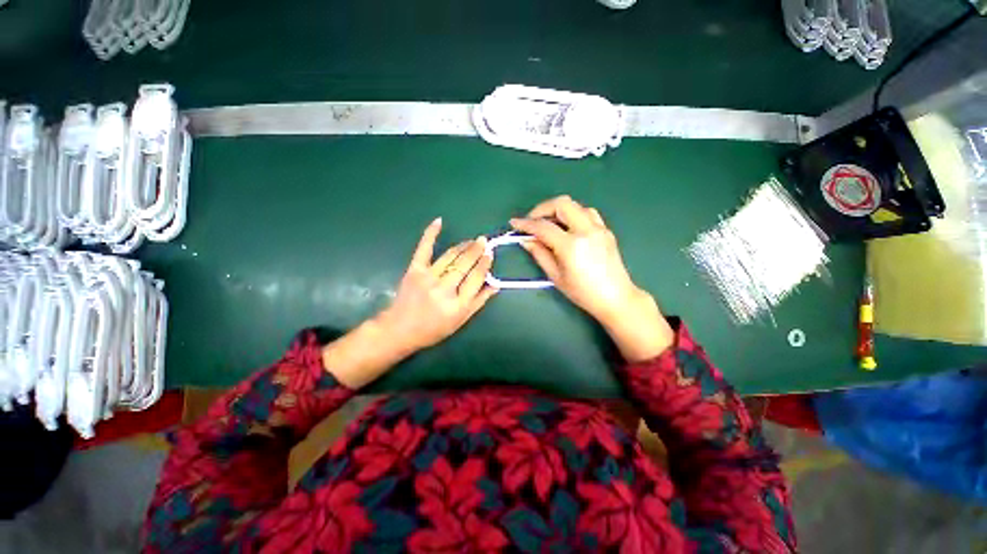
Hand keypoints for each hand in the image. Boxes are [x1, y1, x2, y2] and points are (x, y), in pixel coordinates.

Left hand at [377, 218, 497, 352]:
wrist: (399, 329)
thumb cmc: (433, 329)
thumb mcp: (460, 321)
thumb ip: (478, 302)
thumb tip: (495, 285)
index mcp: (457, 305)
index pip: (476, 278)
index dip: (484, 264)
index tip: (490, 254)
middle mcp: (444, 289)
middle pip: (464, 265)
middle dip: (476, 250)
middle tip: (484, 241)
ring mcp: (428, 278)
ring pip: (450, 256)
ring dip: (463, 245)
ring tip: (472, 240)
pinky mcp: (414, 270)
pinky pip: (424, 248)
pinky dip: (431, 234)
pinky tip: (439, 221)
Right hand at [511, 196, 672, 361]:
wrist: (615, 298)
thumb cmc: (583, 292)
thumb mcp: (556, 276)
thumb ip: (539, 254)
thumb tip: (526, 240)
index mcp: (571, 245)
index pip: (543, 227)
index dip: (526, 223)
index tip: (514, 223)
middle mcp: (586, 231)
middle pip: (562, 204)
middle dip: (543, 208)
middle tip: (533, 221)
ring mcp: (599, 228)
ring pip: (576, 205)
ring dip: (559, 210)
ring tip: (550, 224)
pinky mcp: (606, 230)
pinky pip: (588, 213)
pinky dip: (573, 214)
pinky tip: (568, 227)